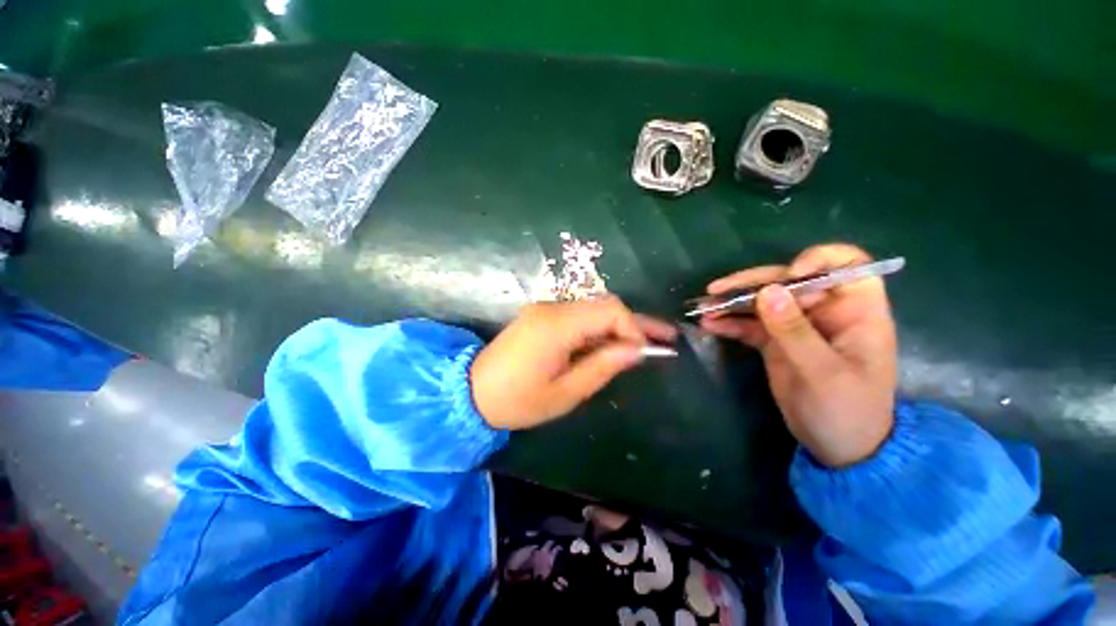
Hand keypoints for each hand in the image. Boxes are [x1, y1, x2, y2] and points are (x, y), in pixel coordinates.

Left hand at [472, 297, 677, 429]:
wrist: (471, 391)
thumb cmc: (518, 400)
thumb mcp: (565, 392)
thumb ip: (603, 366)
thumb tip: (636, 349)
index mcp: (557, 325)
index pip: (610, 310)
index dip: (634, 327)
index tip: (646, 352)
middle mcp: (552, 308)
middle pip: (604, 305)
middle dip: (634, 323)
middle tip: (664, 338)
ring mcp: (545, 309)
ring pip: (594, 310)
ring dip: (618, 326)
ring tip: (643, 344)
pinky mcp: (542, 316)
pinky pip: (579, 317)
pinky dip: (599, 329)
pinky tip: (611, 345)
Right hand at [701, 244, 897, 466]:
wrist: (837, 447)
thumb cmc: (847, 411)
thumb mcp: (824, 373)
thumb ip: (794, 332)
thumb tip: (767, 292)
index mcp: (855, 312)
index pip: (846, 264)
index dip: (818, 259)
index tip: (787, 277)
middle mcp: (824, 311)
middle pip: (788, 281)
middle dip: (751, 284)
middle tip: (717, 292)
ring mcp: (796, 326)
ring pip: (763, 301)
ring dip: (732, 302)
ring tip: (704, 308)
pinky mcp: (775, 341)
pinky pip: (749, 324)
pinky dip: (729, 323)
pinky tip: (709, 325)